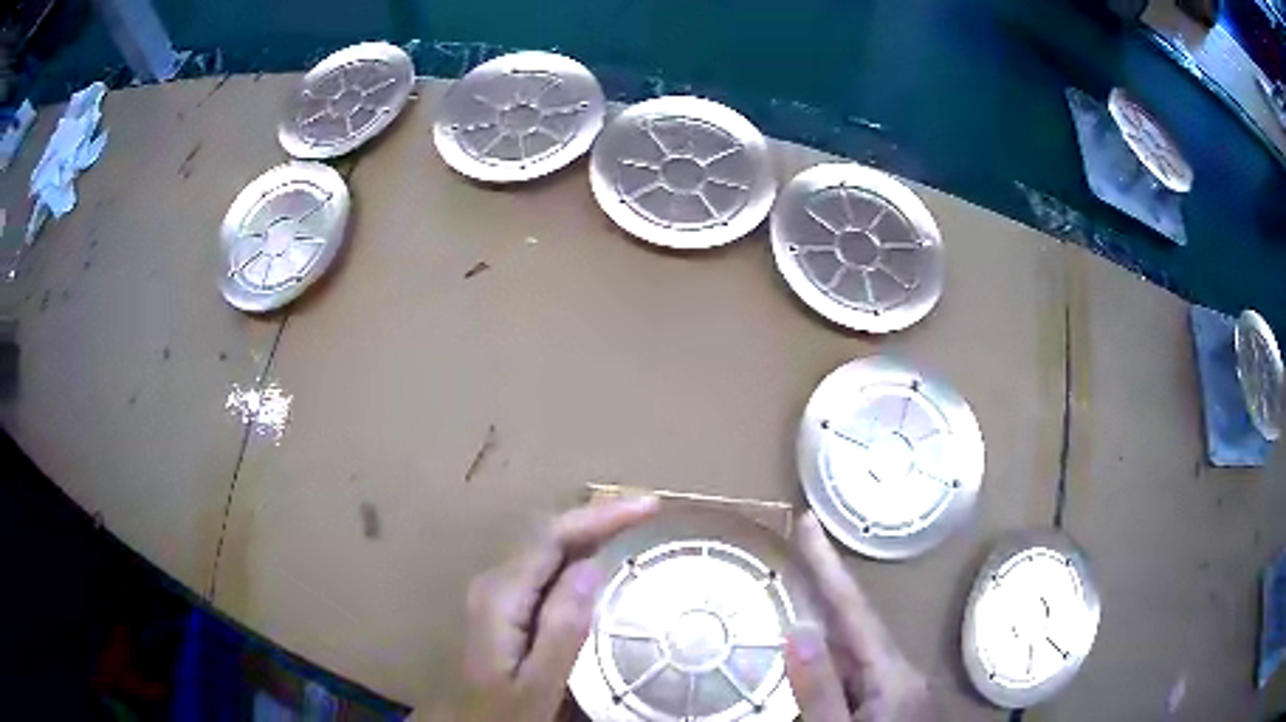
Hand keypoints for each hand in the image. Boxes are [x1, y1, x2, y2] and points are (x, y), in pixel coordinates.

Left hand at [424, 496, 658, 721]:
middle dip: (599, 516)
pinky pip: (548, 567)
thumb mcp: (540, 684)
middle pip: (549, 534)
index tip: (648, 508)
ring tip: (634, 522)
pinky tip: (604, 557)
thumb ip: (562, 628)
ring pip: (549, 547)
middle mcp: (495, 583)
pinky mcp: (507, 604)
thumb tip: (591, 566)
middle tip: (648, 510)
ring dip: (591, 531)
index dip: (600, 516)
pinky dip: (580, 553)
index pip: (552, 537)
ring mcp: (499, 592)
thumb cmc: (507, 712)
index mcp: (501, 597)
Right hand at [785, 513, 936, 721]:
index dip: (828, 566)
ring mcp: (898, 688)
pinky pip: (854, 671)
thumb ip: (820, 688)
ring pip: (853, 650)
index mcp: (894, 674)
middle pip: (855, 625)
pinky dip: (829, 657)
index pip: (855, 610)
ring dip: (823, 623)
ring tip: (792, 591)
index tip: (808, 522)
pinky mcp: (889, 704)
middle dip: (824, 588)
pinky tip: (809, 657)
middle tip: (793, 549)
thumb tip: (798, 631)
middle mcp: (901, 672)